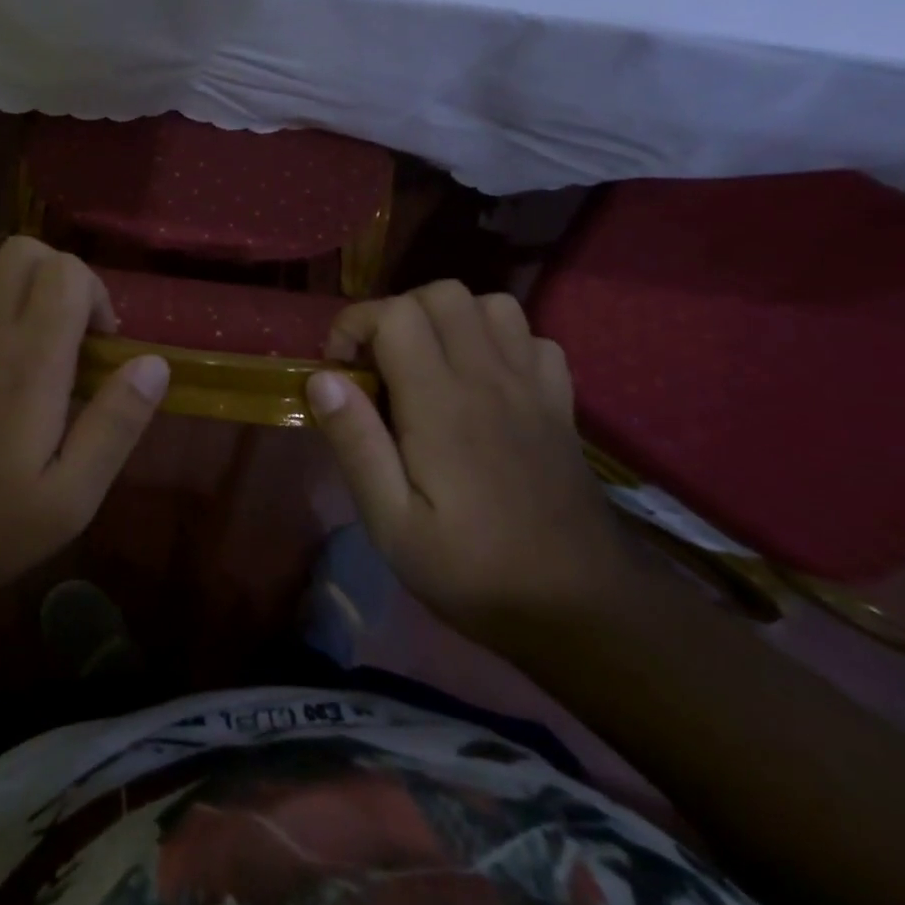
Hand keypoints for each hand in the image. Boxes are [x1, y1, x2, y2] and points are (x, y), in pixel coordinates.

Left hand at [0, 238, 169, 611]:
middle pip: (23, 250)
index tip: (102, 345)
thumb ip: (116, 425)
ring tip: (25, 323)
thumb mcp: (71, 498)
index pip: (66, 273)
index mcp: (30, 362)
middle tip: (70, 329)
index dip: (96, 294)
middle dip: (59, 274)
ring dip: (9, 277)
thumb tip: (154, 364)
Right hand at [306, 281, 644, 646]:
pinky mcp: (560, 404)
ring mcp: (533, 387)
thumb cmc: (473, 571)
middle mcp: (489, 379)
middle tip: (378, 365)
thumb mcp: (392, 524)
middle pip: (442, 294)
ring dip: (450, 320)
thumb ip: (356, 444)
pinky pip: (533, 340)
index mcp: (442, 404)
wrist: (582, 610)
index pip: (396, 314)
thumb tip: (323, 379)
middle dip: (397, 313)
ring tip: (427, 364)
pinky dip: (500, 343)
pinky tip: (483, 381)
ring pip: (491, 305)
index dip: (356, 325)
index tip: (340, 370)